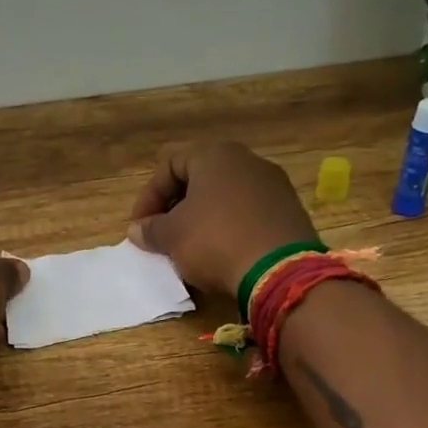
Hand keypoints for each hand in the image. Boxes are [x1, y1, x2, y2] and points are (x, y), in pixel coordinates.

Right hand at [126, 141, 318, 298]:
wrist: (279, 271)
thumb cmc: (215, 241)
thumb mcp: (172, 236)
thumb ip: (151, 229)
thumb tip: (138, 229)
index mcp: (216, 155)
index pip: (170, 165)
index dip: (148, 196)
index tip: (140, 226)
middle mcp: (248, 161)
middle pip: (200, 179)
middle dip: (176, 207)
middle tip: (162, 234)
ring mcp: (274, 186)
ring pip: (226, 198)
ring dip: (203, 219)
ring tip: (190, 248)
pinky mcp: (290, 213)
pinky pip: (249, 215)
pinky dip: (229, 229)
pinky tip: (221, 254)